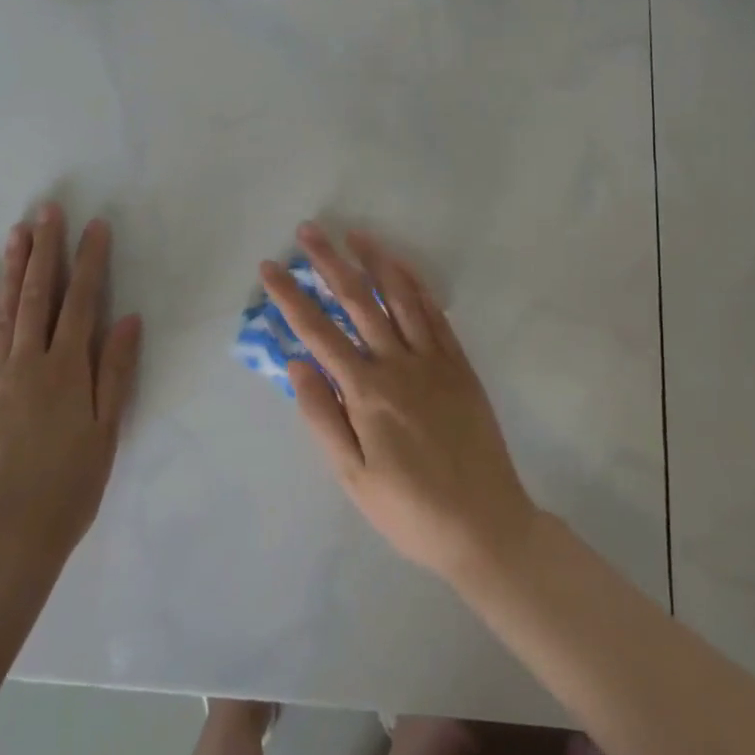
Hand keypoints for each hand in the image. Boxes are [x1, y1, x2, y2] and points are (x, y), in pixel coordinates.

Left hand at [0, 205, 140, 592]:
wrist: (6, 539)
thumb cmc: (70, 484)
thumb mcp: (107, 429)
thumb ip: (116, 371)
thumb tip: (128, 319)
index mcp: (68, 369)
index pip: (82, 302)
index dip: (90, 261)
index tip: (95, 226)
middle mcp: (29, 363)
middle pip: (39, 296)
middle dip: (46, 250)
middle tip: (48, 210)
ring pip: (5, 312)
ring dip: (12, 269)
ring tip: (16, 233)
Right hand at [264, 224, 537, 584]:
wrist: (484, 524)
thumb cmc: (408, 509)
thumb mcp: (352, 475)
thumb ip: (322, 415)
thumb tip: (295, 362)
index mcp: (366, 392)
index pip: (318, 332)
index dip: (291, 296)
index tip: (270, 267)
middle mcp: (398, 364)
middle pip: (358, 301)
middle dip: (329, 262)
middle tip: (309, 230)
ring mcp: (433, 359)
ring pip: (400, 297)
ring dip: (376, 261)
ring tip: (354, 234)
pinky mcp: (459, 364)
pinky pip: (436, 314)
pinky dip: (417, 286)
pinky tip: (402, 268)